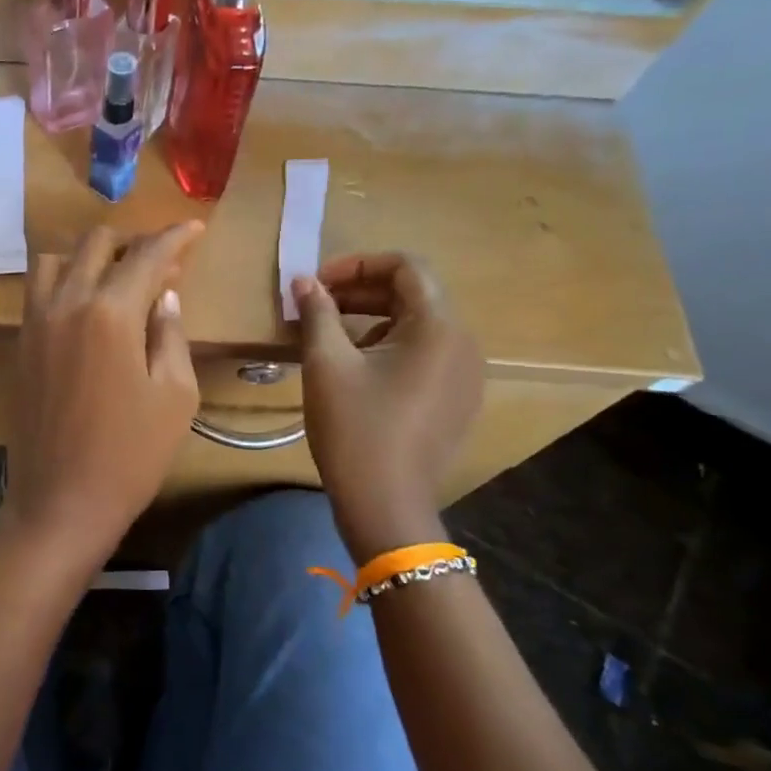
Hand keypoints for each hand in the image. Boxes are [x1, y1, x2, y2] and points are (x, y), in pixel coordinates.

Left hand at [5, 223, 203, 567]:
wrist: (60, 501)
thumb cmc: (130, 455)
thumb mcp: (174, 395)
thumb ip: (170, 333)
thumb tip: (164, 295)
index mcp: (109, 312)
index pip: (146, 255)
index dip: (175, 237)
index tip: (195, 229)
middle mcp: (65, 303)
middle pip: (95, 244)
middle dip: (132, 241)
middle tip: (160, 259)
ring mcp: (35, 322)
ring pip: (55, 260)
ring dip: (89, 256)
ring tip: (116, 279)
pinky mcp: (20, 344)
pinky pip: (38, 291)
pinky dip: (63, 281)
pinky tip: (85, 307)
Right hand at [292, 254, 482, 554]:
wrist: (386, 505)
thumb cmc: (354, 428)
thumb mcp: (327, 365)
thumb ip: (317, 313)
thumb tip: (304, 282)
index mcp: (438, 327)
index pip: (406, 266)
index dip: (358, 265)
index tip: (318, 284)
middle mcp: (464, 343)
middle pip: (414, 295)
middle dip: (361, 292)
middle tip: (315, 306)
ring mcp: (466, 375)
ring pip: (418, 326)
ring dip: (372, 319)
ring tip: (329, 338)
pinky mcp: (458, 401)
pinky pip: (425, 356)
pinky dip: (390, 347)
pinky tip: (356, 370)